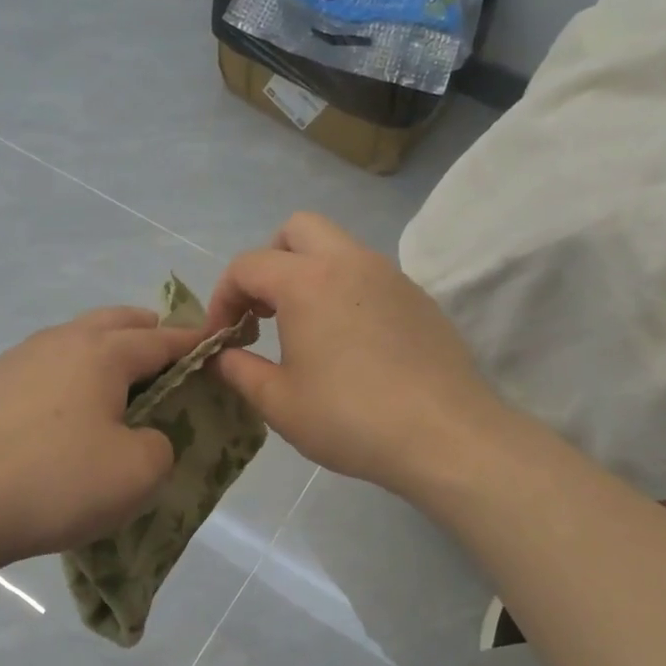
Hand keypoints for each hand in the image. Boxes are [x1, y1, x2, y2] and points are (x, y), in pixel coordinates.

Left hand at [0, 307, 203, 571]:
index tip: (215, 346)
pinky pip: (45, 368)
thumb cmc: (57, 483)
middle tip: (168, 358)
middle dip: (147, 333)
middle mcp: (58, 341)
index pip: (161, 339)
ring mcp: (16, 361)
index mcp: (101, 352)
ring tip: (119, 385)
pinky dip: (70, 376)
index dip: (193, 344)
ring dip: (104, 352)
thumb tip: (143, 435)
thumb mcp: (137, 473)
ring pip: (74, 341)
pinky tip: (66, 411)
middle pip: (114, 322)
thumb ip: (160, 444)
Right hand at [204, 213, 501, 494]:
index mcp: (307, 281)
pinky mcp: (418, 297)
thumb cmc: (350, 418)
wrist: (445, 435)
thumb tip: (221, 356)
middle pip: (296, 230)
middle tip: (263, 311)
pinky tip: (350, 344)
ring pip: (338, 248)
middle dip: (268, 262)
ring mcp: (390, 276)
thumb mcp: (279, 403)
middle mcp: (349, 263)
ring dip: (308, 274)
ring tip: (303, 329)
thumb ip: (239, 371)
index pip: (247, 266)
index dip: (222, 298)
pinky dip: (344, 292)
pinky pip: (368, 276)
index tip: (221, 337)